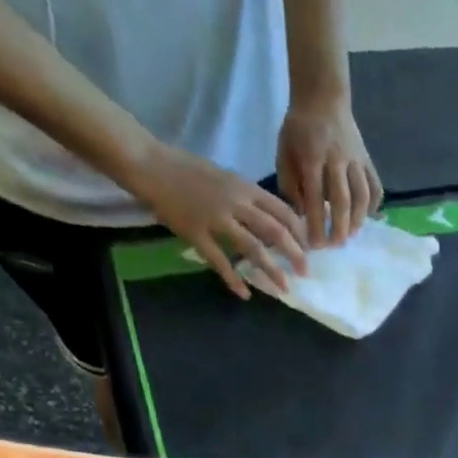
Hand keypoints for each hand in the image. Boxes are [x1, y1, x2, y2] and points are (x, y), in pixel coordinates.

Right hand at [133, 142, 307, 298]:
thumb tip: (272, 219)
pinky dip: (233, 279)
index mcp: (244, 187)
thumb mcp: (226, 177)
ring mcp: (215, 218)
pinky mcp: (195, 233)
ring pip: (252, 248)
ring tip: (284, 288)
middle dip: (294, 254)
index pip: (282, 211)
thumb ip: (248, 197)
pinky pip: (219, 260)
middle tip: (304, 272)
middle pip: (274, 231)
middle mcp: (235, 202)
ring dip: (271, 270)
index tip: (308, 248)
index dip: (299, 232)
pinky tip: (245, 294)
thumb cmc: (187, 169)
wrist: (149, 163)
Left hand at [277, 93, 382, 246]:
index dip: (316, 224)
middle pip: (342, 201)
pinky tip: (366, 217)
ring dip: (357, 220)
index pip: (315, 198)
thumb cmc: (298, 129)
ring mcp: (355, 159)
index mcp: (312, 157)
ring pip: (362, 196)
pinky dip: (373, 205)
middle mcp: (337, 159)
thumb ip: (290, 184)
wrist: (322, 97)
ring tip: (350, 235)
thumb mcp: (284, 152)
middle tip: (334, 246)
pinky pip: (375, 187)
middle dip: (339, 228)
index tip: (314, 245)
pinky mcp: (367, 160)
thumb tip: (303, 215)